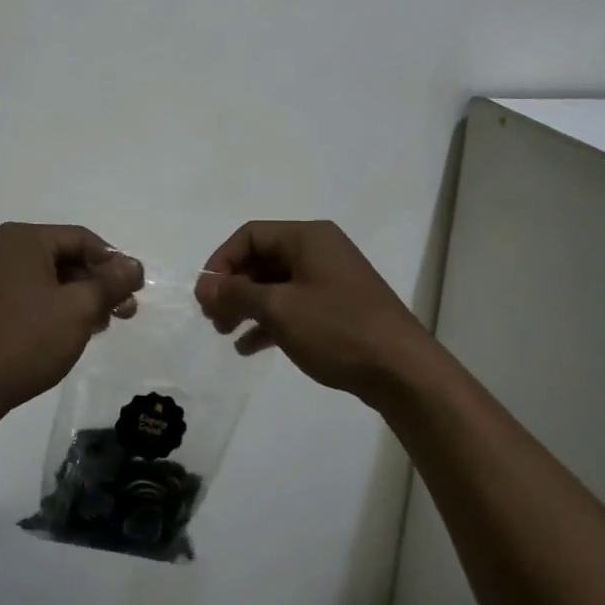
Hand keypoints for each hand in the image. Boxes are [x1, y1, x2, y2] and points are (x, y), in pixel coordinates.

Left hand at [0, 223, 143, 415]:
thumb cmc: (26, 339)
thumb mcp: (79, 309)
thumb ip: (110, 283)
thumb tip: (134, 266)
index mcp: (21, 239)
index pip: (81, 239)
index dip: (113, 262)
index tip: (135, 290)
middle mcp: (1, 250)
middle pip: (64, 257)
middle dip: (98, 283)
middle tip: (125, 311)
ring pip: (47, 279)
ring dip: (79, 298)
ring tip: (102, 325)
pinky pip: (29, 296)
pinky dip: (55, 308)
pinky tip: (72, 331)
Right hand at [195, 220, 432, 403]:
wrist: (402, 370)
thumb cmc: (337, 328)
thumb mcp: (279, 309)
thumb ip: (236, 294)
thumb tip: (203, 286)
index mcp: (308, 237)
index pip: (250, 235)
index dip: (221, 261)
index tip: (206, 295)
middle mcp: (320, 250)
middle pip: (262, 259)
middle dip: (233, 287)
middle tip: (213, 318)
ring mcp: (331, 280)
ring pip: (276, 284)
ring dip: (247, 306)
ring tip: (225, 333)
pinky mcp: (338, 308)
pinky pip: (293, 305)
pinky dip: (270, 321)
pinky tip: (250, 347)